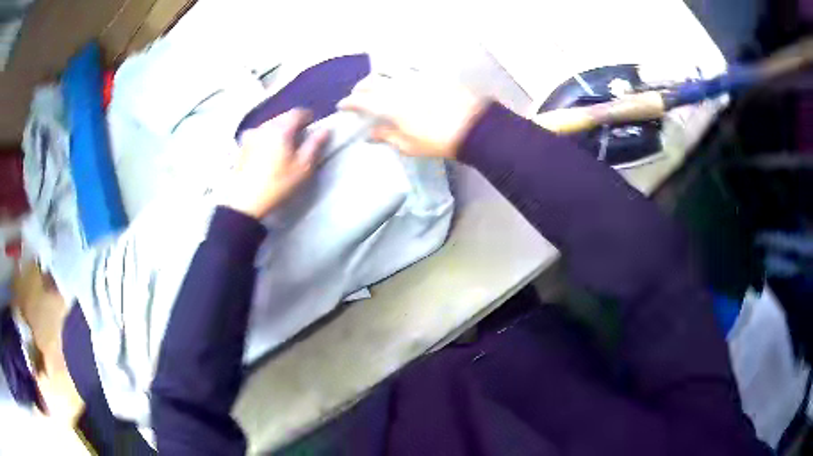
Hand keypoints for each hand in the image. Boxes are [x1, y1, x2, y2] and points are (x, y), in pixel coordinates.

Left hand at [223, 109, 328, 218]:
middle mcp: (264, 126)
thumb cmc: (278, 184)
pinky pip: (257, 135)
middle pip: (282, 117)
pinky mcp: (241, 147)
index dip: (308, 117)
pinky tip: (266, 152)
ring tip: (283, 145)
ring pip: (268, 125)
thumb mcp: (303, 167)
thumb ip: (315, 145)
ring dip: (278, 130)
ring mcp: (250, 136)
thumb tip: (325, 129)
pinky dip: (265, 138)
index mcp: (281, 128)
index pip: (298, 112)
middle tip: (299, 137)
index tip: (313, 125)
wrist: (246, 202)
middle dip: (292, 123)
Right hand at [337, 73, 486, 158]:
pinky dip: (399, 70)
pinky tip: (401, 76)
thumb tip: (369, 134)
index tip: (342, 106)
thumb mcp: (409, 145)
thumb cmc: (438, 141)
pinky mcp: (431, 73)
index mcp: (389, 106)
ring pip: (388, 70)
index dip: (349, 103)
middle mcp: (398, 86)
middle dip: (360, 87)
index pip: (361, 100)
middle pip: (372, 81)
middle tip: (358, 95)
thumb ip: (386, 136)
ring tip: (376, 83)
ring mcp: (415, 77)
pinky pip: (410, 67)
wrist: (473, 127)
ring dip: (377, 76)